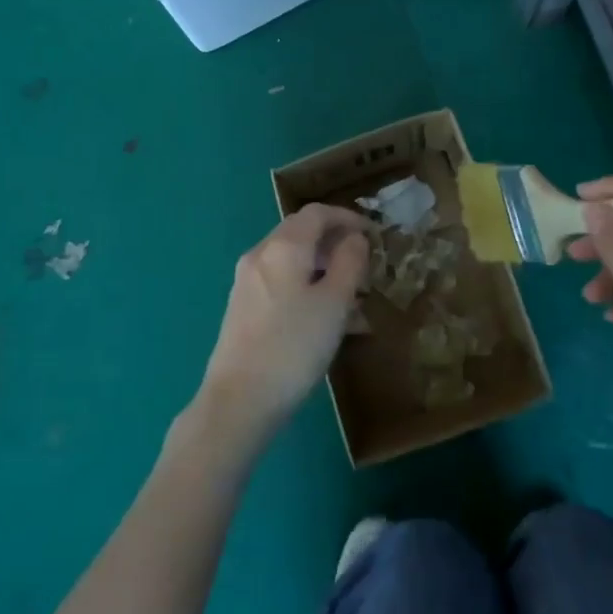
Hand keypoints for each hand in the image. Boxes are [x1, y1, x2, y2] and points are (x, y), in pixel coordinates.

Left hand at [198, 205, 371, 439]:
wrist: (238, 400)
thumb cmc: (293, 347)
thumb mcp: (334, 303)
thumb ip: (349, 263)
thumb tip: (354, 238)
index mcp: (283, 247)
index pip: (317, 213)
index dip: (348, 218)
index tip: (374, 235)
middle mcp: (260, 255)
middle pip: (302, 234)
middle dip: (336, 244)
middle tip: (365, 266)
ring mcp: (247, 282)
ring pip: (293, 262)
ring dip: (324, 270)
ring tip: (354, 300)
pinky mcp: (243, 307)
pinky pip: (281, 284)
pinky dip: (307, 289)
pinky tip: (327, 321)